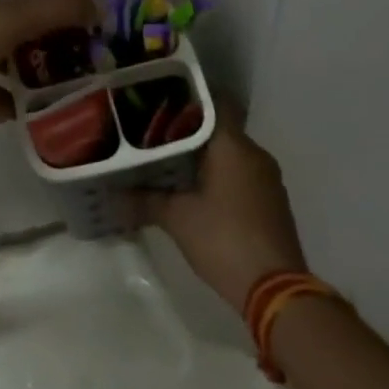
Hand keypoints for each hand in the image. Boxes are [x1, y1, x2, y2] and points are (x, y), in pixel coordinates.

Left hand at [0, 0, 98, 121]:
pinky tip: (12, 117)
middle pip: (6, 39)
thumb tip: (96, 4)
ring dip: (14, 82)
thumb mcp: (14, 18)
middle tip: (65, 77)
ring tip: (45, 101)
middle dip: (34, 56)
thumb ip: (56, 10)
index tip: (74, 45)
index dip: (48, 23)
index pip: (19, 9)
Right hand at [131, 101, 311, 313]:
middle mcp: (255, 155)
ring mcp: (268, 180)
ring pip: (231, 154)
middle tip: (155, 135)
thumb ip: (145, 201)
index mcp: (234, 146)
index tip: (163, 100)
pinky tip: (195, 192)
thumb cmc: (224, 239)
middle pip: (220, 129)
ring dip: (205, 157)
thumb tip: (113, 196)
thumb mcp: (177, 219)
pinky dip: (220, 177)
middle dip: (189, 131)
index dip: (190, 97)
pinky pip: (241, 176)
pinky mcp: (272, 203)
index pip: (216, 102)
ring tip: (169, 163)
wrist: (275, 290)